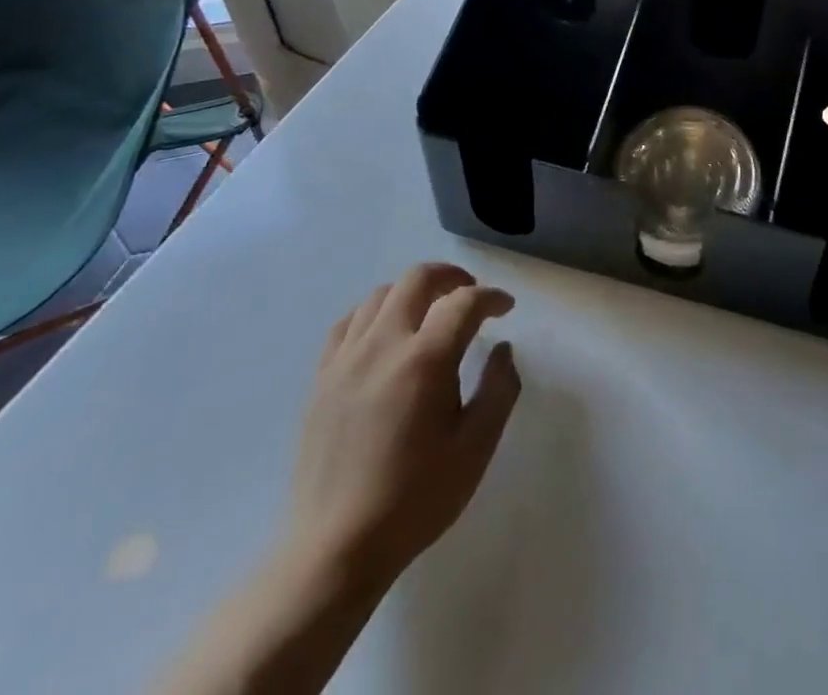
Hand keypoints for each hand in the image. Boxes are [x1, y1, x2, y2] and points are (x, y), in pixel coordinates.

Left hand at [285, 264, 520, 591]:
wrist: (335, 550)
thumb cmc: (416, 499)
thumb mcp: (476, 447)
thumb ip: (499, 388)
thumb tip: (503, 349)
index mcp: (424, 360)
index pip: (464, 302)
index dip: (492, 298)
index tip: (506, 309)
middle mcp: (383, 345)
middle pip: (418, 279)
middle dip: (452, 277)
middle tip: (472, 296)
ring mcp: (346, 359)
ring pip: (381, 294)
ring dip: (414, 292)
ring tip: (431, 313)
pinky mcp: (322, 378)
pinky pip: (349, 323)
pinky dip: (375, 314)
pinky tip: (386, 334)